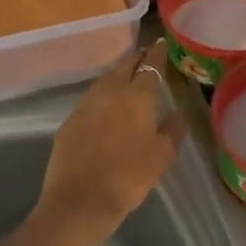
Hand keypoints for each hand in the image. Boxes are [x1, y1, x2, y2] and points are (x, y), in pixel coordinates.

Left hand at [34, 39, 185, 245]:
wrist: (78, 202)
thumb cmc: (128, 178)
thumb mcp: (162, 157)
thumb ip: (173, 130)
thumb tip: (176, 113)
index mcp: (137, 96)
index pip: (150, 66)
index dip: (158, 53)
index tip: (162, 43)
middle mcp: (109, 92)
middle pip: (124, 66)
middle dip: (137, 59)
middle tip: (147, 56)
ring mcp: (85, 105)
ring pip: (105, 80)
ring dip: (118, 74)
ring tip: (128, 77)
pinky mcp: (69, 122)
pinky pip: (91, 99)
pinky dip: (103, 95)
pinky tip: (106, 105)